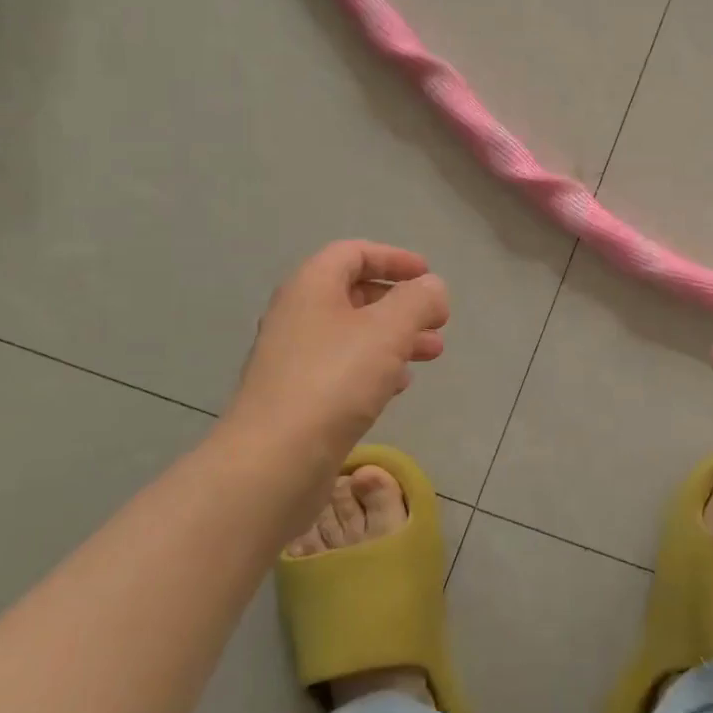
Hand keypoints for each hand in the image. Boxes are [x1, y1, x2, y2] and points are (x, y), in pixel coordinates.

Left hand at [228, 241, 449, 480]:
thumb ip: (418, 300)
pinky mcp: (298, 396)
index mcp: (312, 287)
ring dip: (396, 337)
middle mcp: (298, 315)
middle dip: (402, 304)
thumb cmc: (334, 380)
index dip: (394, 258)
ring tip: (433, 353)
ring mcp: (295, 358)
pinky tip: (399, 385)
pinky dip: (376, 367)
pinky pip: (344, 368)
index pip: (353, 253)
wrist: (274, 460)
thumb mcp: (388, 329)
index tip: (428, 275)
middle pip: (356, 294)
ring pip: (355, 334)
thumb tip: (432, 288)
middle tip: (438, 321)